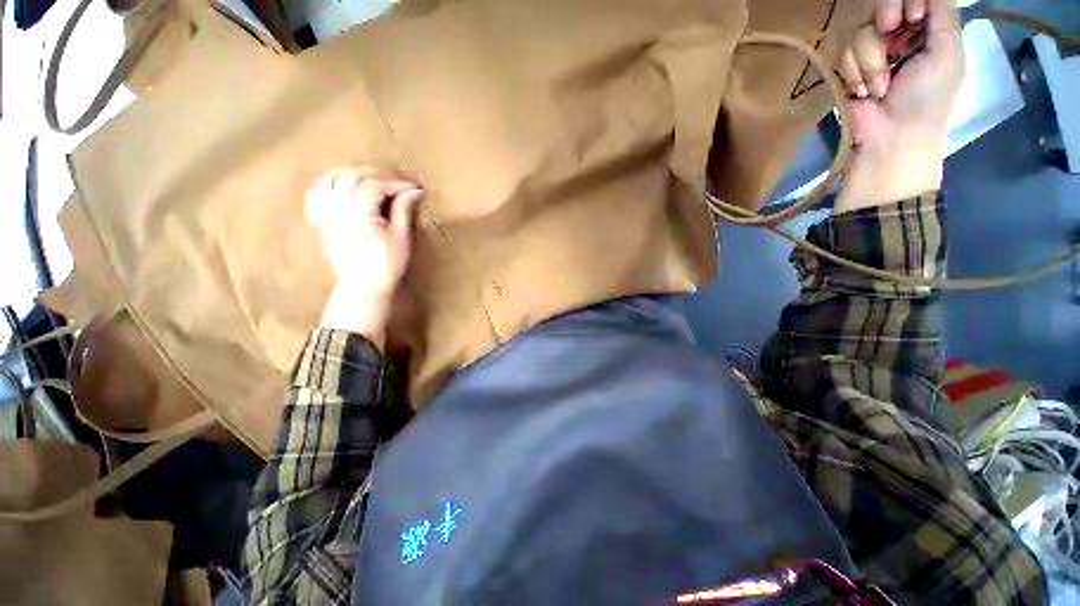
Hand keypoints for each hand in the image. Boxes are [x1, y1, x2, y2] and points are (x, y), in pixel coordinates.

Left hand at [306, 167, 422, 347]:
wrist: (365, 285)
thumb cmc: (387, 263)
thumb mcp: (401, 236)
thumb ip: (404, 209)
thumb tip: (414, 190)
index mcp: (358, 209)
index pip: (378, 184)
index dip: (399, 182)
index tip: (417, 184)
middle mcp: (338, 205)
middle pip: (357, 176)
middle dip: (382, 175)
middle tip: (403, 181)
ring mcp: (328, 211)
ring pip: (335, 178)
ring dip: (357, 174)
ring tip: (377, 179)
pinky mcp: (324, 219)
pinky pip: (319, 193)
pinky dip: (331, 183)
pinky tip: (344, 184)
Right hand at [835, 0, 964, 212]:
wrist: (891, 138)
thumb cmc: (927, 99)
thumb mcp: (947, 54)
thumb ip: (944, 15)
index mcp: (925, 29)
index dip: (907, 0)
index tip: (913, 14)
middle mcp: (897, 36)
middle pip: (881, 7)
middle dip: (885, 16)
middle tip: (889, 26)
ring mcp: (870, 54)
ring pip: (860, 32)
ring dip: (871, 60)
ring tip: (880, 87)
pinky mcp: (847, 72)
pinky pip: (843, 57)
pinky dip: (854, 75)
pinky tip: (865, 92)